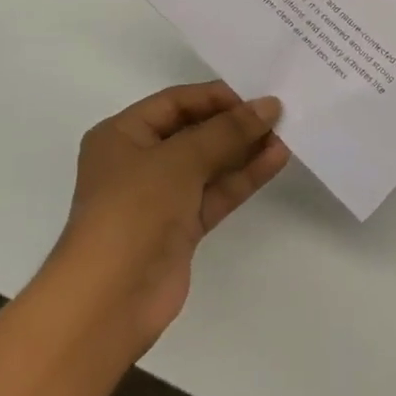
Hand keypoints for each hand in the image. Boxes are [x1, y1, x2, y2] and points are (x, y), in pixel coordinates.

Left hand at [51, 83, 287, 350]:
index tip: (257, 96)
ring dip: (245, 149)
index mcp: (122, 135)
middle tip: (279, 114)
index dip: (216, 97)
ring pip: (209, 163)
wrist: (110, 299)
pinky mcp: (180, 227)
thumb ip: (227, 130)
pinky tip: (275, 160)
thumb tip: (269, 105)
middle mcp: (138, 161)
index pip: (176, 102)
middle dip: (235, 123)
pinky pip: (216, 192)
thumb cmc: (133, 210)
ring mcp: (160, 197)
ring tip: (286, 134)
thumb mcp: (180, 158)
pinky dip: (243, 177)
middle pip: (194, 131)